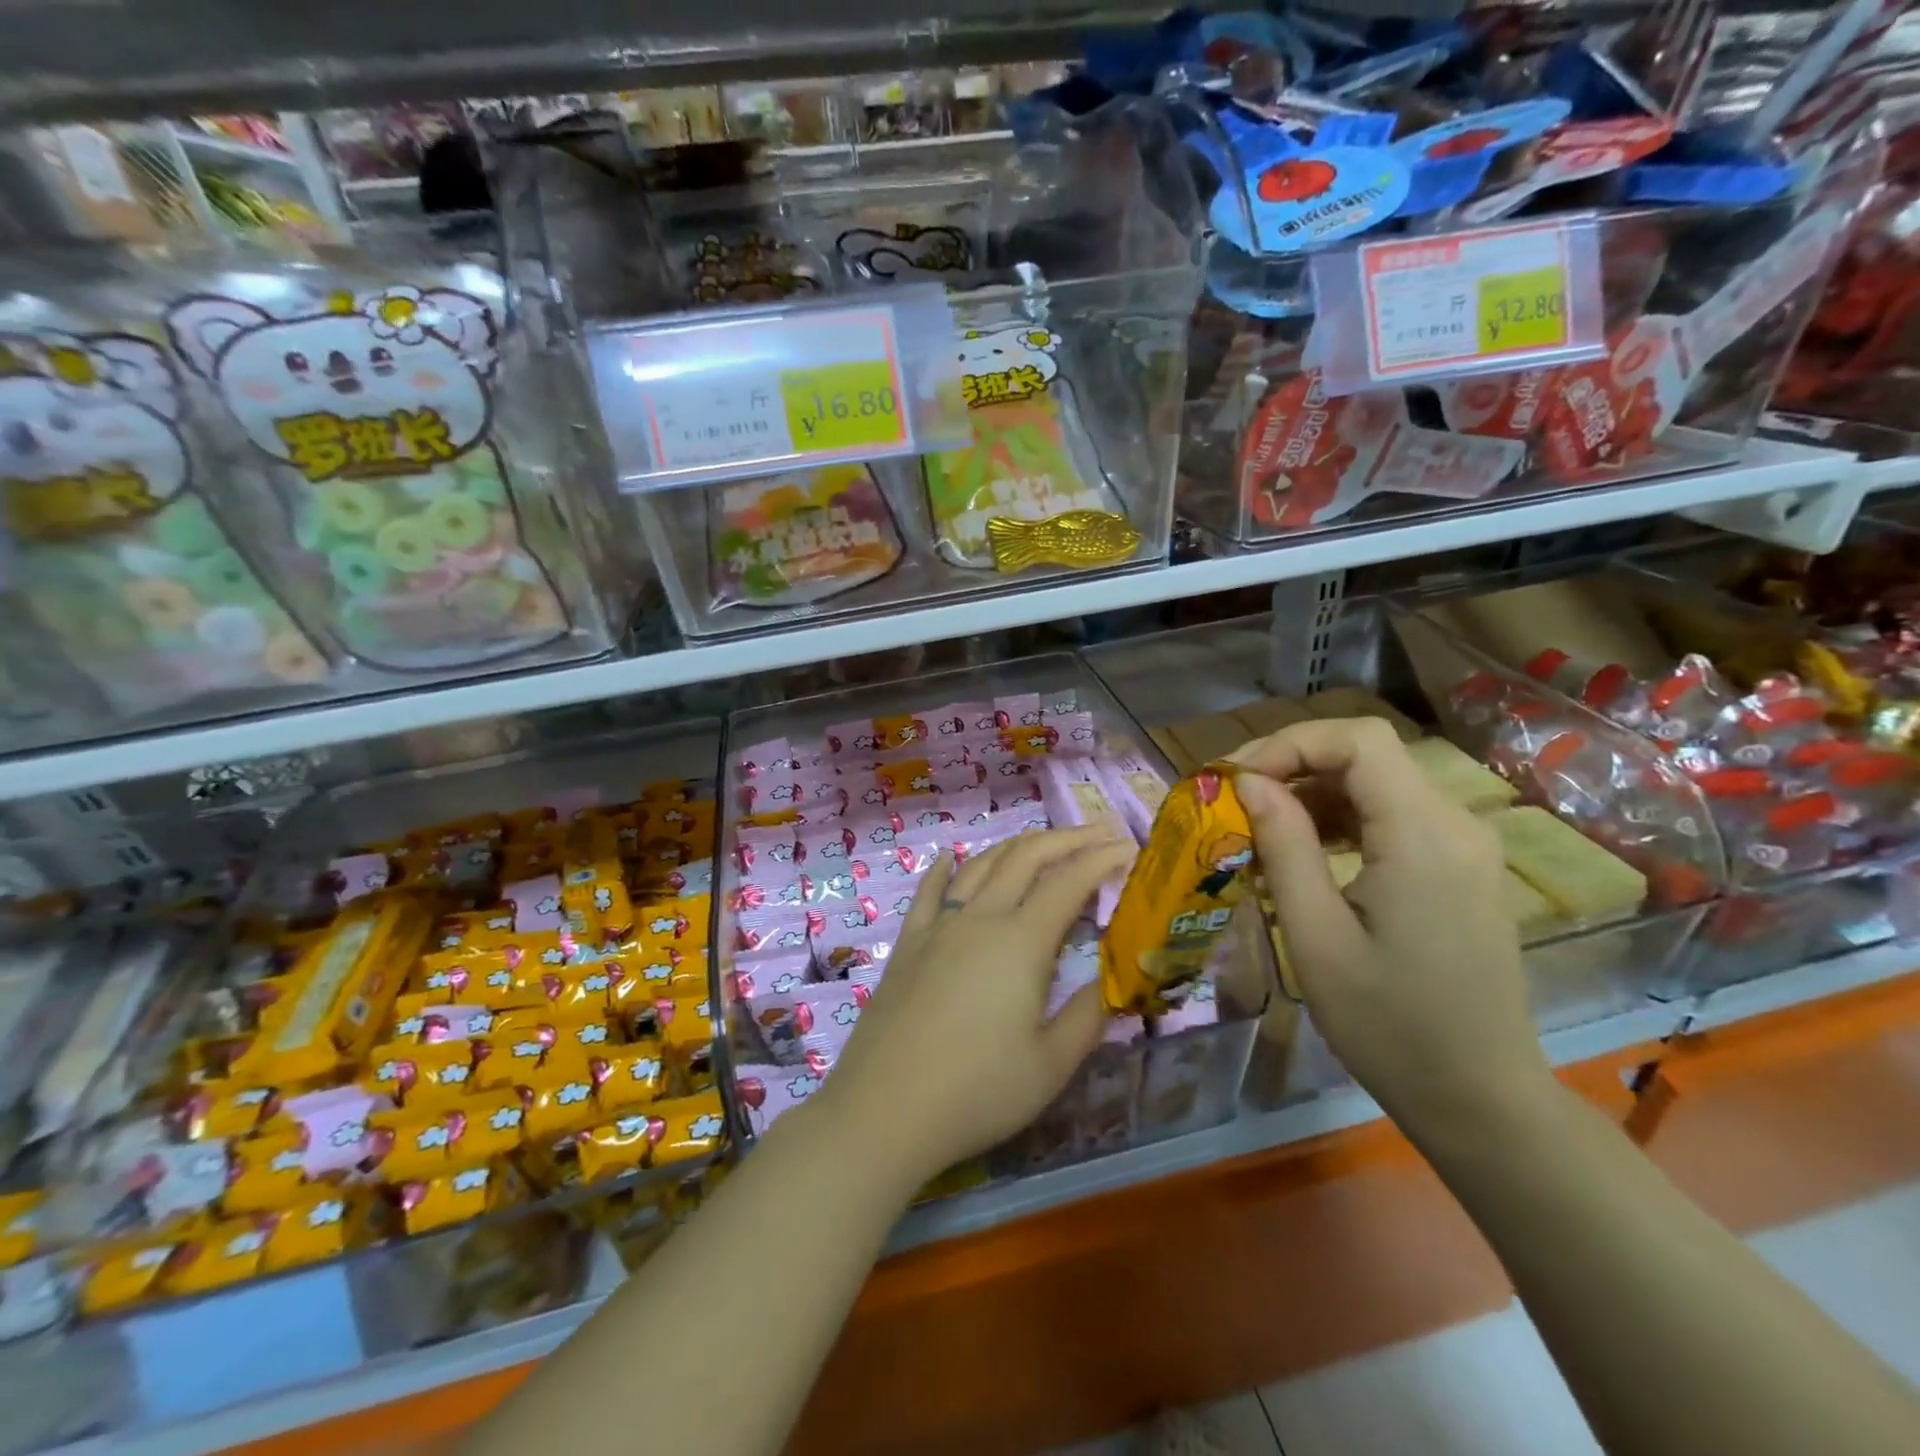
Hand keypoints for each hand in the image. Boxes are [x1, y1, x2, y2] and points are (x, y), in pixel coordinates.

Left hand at [819, 825, 1134, 1186]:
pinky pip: (929, 891)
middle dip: (1067, 839)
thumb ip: (1090, 1015)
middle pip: (1026, 858)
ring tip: (1042, 844)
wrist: (885, 1109)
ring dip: (1016, 847)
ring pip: (981, 865)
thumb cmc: (977, 1092)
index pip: (1069, 881)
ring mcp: (938, 926)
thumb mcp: (1052, 1064)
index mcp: (1021, 942)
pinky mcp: (908, 942)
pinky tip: (950, 858)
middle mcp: (980, 918)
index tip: (1129, 847)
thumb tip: (1117, 980)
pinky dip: (945, 868)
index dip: (1102, 858)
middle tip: (1097, 835)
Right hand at [1230, 718, 1551, 1135]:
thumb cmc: (1389, 1026)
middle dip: (1291, 762)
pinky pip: (1390, 814)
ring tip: (1256, 826)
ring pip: (1376, 780)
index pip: (1357, 741)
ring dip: (1310, 789)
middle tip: (1233, 797)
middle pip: (1367, 753)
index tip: (1235, 780)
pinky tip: (1302, 851)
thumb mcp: (1317, 937)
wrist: (1480, 1098)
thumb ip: (1285, 847)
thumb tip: (1249, 783)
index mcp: (1424, 836)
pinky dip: (1338, 817)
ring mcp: (1463, 844)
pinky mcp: (1457, 865)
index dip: (1288, 742)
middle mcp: (1454, 824)